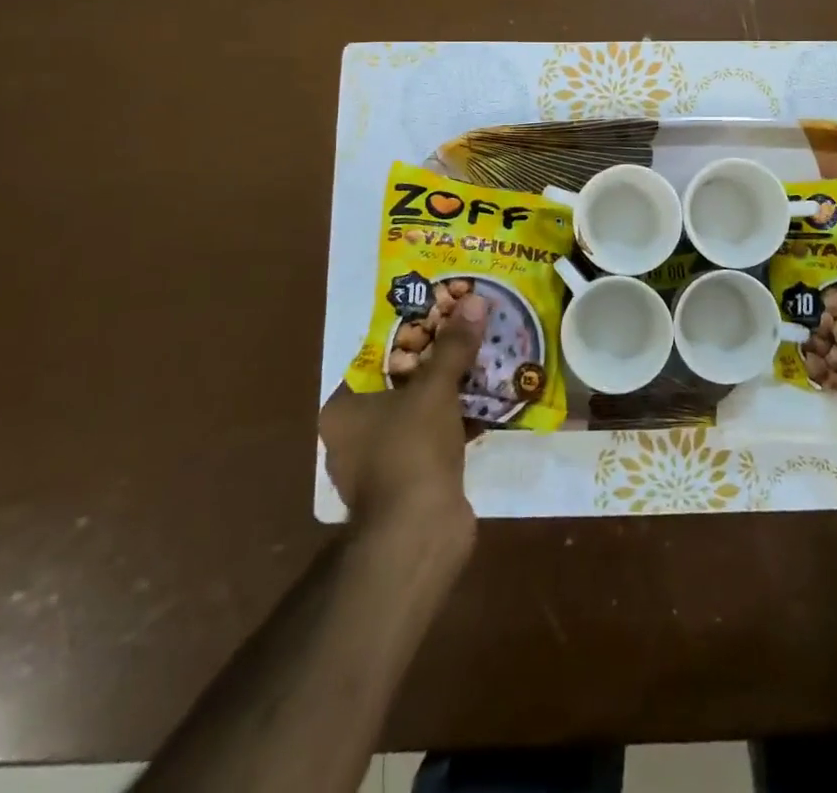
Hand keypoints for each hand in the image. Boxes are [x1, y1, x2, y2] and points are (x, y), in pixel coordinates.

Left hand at [320, 295, 486, 530]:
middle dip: (439, 361)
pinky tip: (491, 403)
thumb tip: (474, 301)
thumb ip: (453, 346)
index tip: (444, 314)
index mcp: (344, 409)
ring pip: (423, 411)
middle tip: (470, 333)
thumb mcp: (434, 388)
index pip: (378, 358)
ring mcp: (383, 463)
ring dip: (453, 392)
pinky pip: (437, 438)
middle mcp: (355, 435)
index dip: (413, 333)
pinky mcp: (412, 483)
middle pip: (404, 382)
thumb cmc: (411, 451)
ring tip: (486, 361)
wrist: (418, 536)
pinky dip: (460, 422)